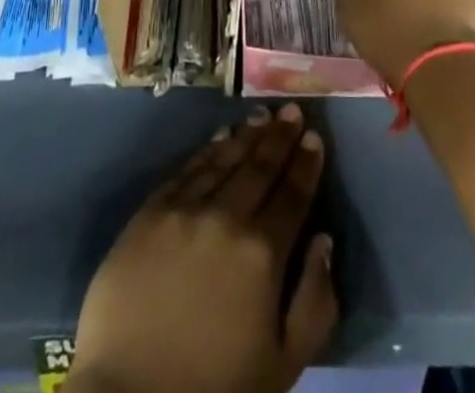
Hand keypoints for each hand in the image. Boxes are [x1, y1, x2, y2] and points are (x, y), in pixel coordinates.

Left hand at [69, 103, 336, 392]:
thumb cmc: (216, 387)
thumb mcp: (283, 364)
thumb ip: (314, 302)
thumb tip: (324, 241)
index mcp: (262, 253)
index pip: (292, 195)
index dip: (306, 164)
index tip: (315, 138)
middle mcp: (225, 217)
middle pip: (259, 167)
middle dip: (280, 137)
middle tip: (293, 110)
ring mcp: (184, 209)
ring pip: (223, 159)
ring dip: (246, 135)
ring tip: (262, 115)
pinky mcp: (150, 212)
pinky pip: (185, 170)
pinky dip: (207, 150)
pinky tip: (219, 138)